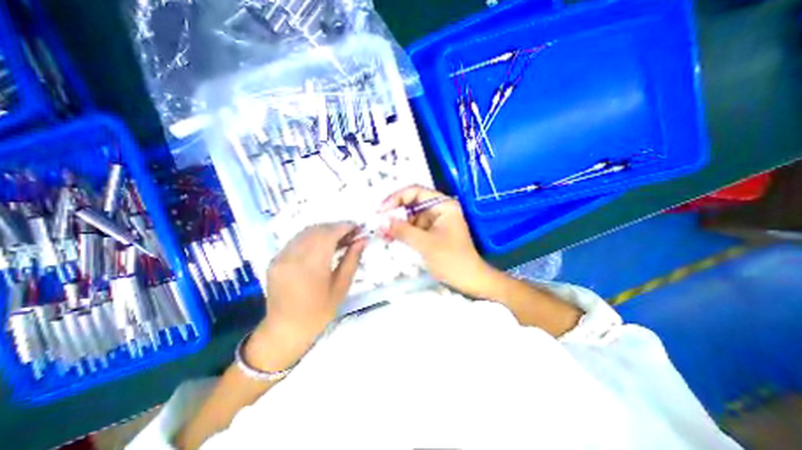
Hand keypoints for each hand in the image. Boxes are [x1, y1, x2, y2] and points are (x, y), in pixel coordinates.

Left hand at [247, 221, 364, 372]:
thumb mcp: (341, 287)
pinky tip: (322, 244)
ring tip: (339, 238)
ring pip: (306, 231)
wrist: (286, 330)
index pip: (329, 234)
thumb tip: (362, 240)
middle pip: (317, 229)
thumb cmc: (319, 312)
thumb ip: (352, 259)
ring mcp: (281, 256)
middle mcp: (293, 256)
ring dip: (325, 230)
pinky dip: (312, 236)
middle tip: (351, 233)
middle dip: (336, 227)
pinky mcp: (275, 258)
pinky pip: (297, 239)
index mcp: (311, 266)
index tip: (358, 227)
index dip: (345, 226)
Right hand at [379, 185, 499, 296]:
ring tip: (382, 233)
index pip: (416, 192)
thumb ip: (402, 230)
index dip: (396, 198)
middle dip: (395, 213)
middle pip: (412, 203)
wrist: (469, 280)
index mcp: (443, 205)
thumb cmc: (452, 259)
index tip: (381, 210)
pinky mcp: (431, 233)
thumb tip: (381, 221)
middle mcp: (439, 209)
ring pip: (411, 216)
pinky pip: (413, 228)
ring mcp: (435, 221)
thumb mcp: (425, 243)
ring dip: (397, 224)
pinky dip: (403, 232)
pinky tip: (391, 237)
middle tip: (378, 222)